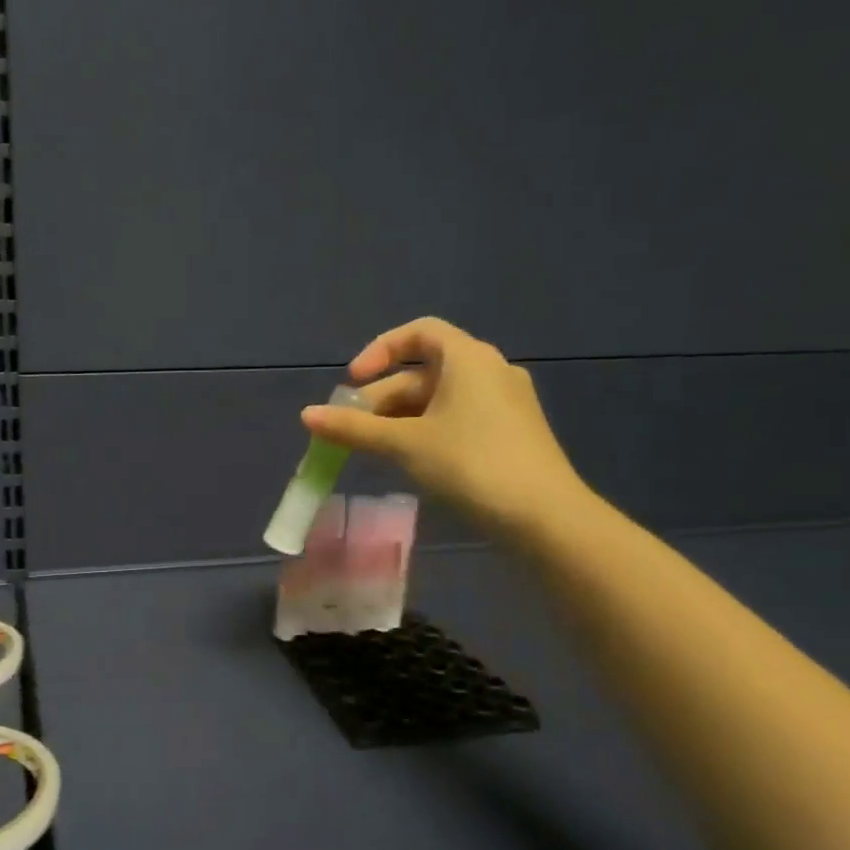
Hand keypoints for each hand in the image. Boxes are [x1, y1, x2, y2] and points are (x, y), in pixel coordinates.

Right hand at [301, 317, 591, 539]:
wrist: (543, 516)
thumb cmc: (470, 465)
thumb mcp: (404, 445)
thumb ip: (354, 428)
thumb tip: (306, 415)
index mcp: (469, 358)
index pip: (419, 332)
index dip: (380, 350)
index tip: (353, 381)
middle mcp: (491, 371)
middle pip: (425, 370)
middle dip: (382, 397)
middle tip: (352, 429)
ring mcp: (506, 402)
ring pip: (440, 398)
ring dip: (401, 417)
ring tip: (374, 449)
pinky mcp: (511, 432)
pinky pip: (459, 417)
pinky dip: (427, 429)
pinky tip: (410, 460)